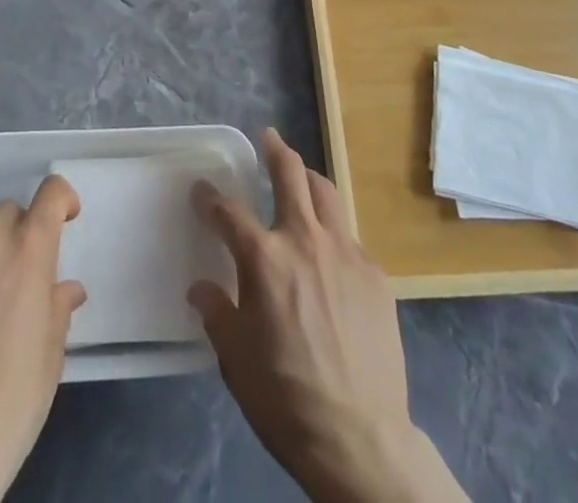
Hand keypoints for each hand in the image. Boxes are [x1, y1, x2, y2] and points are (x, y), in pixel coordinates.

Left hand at [0, 176, 85, 502]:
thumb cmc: (11, 402)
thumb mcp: (51, 355)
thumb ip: (58, 306)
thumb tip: (65, 289)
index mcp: (27, 250)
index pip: (51, 194)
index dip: (62, 200)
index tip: (65, 217)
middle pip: (7, 214)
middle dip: (17, 236)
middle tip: (18, 278)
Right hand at [190, 129, 468, 502]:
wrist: (360, 439)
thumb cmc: (285, 398)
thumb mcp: (235, 359)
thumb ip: (216, 313)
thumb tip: (201, 288)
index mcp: (264, 258)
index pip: (229, 212)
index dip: (210, 198)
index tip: (201, 191)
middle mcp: (304, 240)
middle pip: (290, 174)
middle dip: (275, 150)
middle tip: (269, 138)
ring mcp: (345, 253)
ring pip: (326, 193)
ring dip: (309, 179)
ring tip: (302, 178)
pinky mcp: (375, 275)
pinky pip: (350, 238)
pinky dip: (334, 233)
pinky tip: (331, 254)